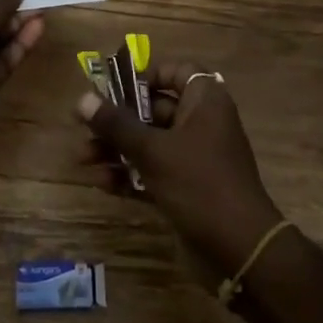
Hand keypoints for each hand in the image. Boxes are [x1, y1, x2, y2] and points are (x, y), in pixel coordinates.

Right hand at [77, 61, 282, 284]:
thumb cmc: (199, 184)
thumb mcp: (153, 150)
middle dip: (117, 120)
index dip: (147, 75)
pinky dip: (129, 175)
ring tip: (83, 159)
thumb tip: (82, 99)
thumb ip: (116, 124)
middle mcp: (202, 124)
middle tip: (83, 127)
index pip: (178, 71)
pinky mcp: (187, 189)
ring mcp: (195, 159)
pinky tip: (101, 184)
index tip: (114, 86)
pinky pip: (153, 172)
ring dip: (116, 149)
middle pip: (154, 109)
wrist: (240, 250)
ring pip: (149, 143)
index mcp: (205, 102)